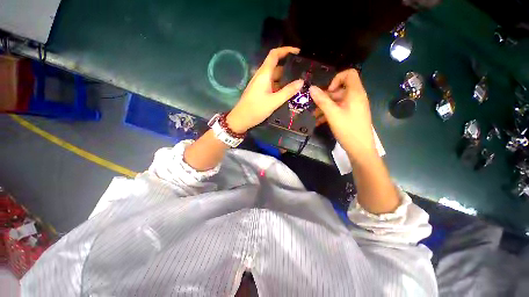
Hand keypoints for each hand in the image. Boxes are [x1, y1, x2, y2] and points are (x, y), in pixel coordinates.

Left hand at [226, 47, 303, 132]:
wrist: (241, 119)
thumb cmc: (256, 109)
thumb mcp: (274, 101)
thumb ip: (288, 91)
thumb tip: (301, 82)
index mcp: (264, 74)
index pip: (274, 55)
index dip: (286, 50)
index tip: (298, 52)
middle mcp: (261, 76)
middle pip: (276, 66)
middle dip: (288, 67)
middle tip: (302, 72)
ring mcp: (260, 84)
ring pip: (274, 77)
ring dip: (285, 78)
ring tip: (298, 82)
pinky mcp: (260, 91)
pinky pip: (272, 85)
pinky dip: (280, 86)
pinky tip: (287, 92)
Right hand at [309, 69, 376, 162]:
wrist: (360, 149)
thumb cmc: (348, 129)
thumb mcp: (332, 114)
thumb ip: (322, 100)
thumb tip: (311, 88)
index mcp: (355, 93)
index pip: (349, 74)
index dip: (336, 79)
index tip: (327, 91)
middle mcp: (356, 97)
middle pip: (340, 89)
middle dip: (326, 96)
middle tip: (315, 106)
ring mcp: (354, 107)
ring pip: (338, 101)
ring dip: (325, 106)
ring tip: (314, 115)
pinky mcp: (352, 115)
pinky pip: (340, 109)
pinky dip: (330, 113)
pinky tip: (320, 121)